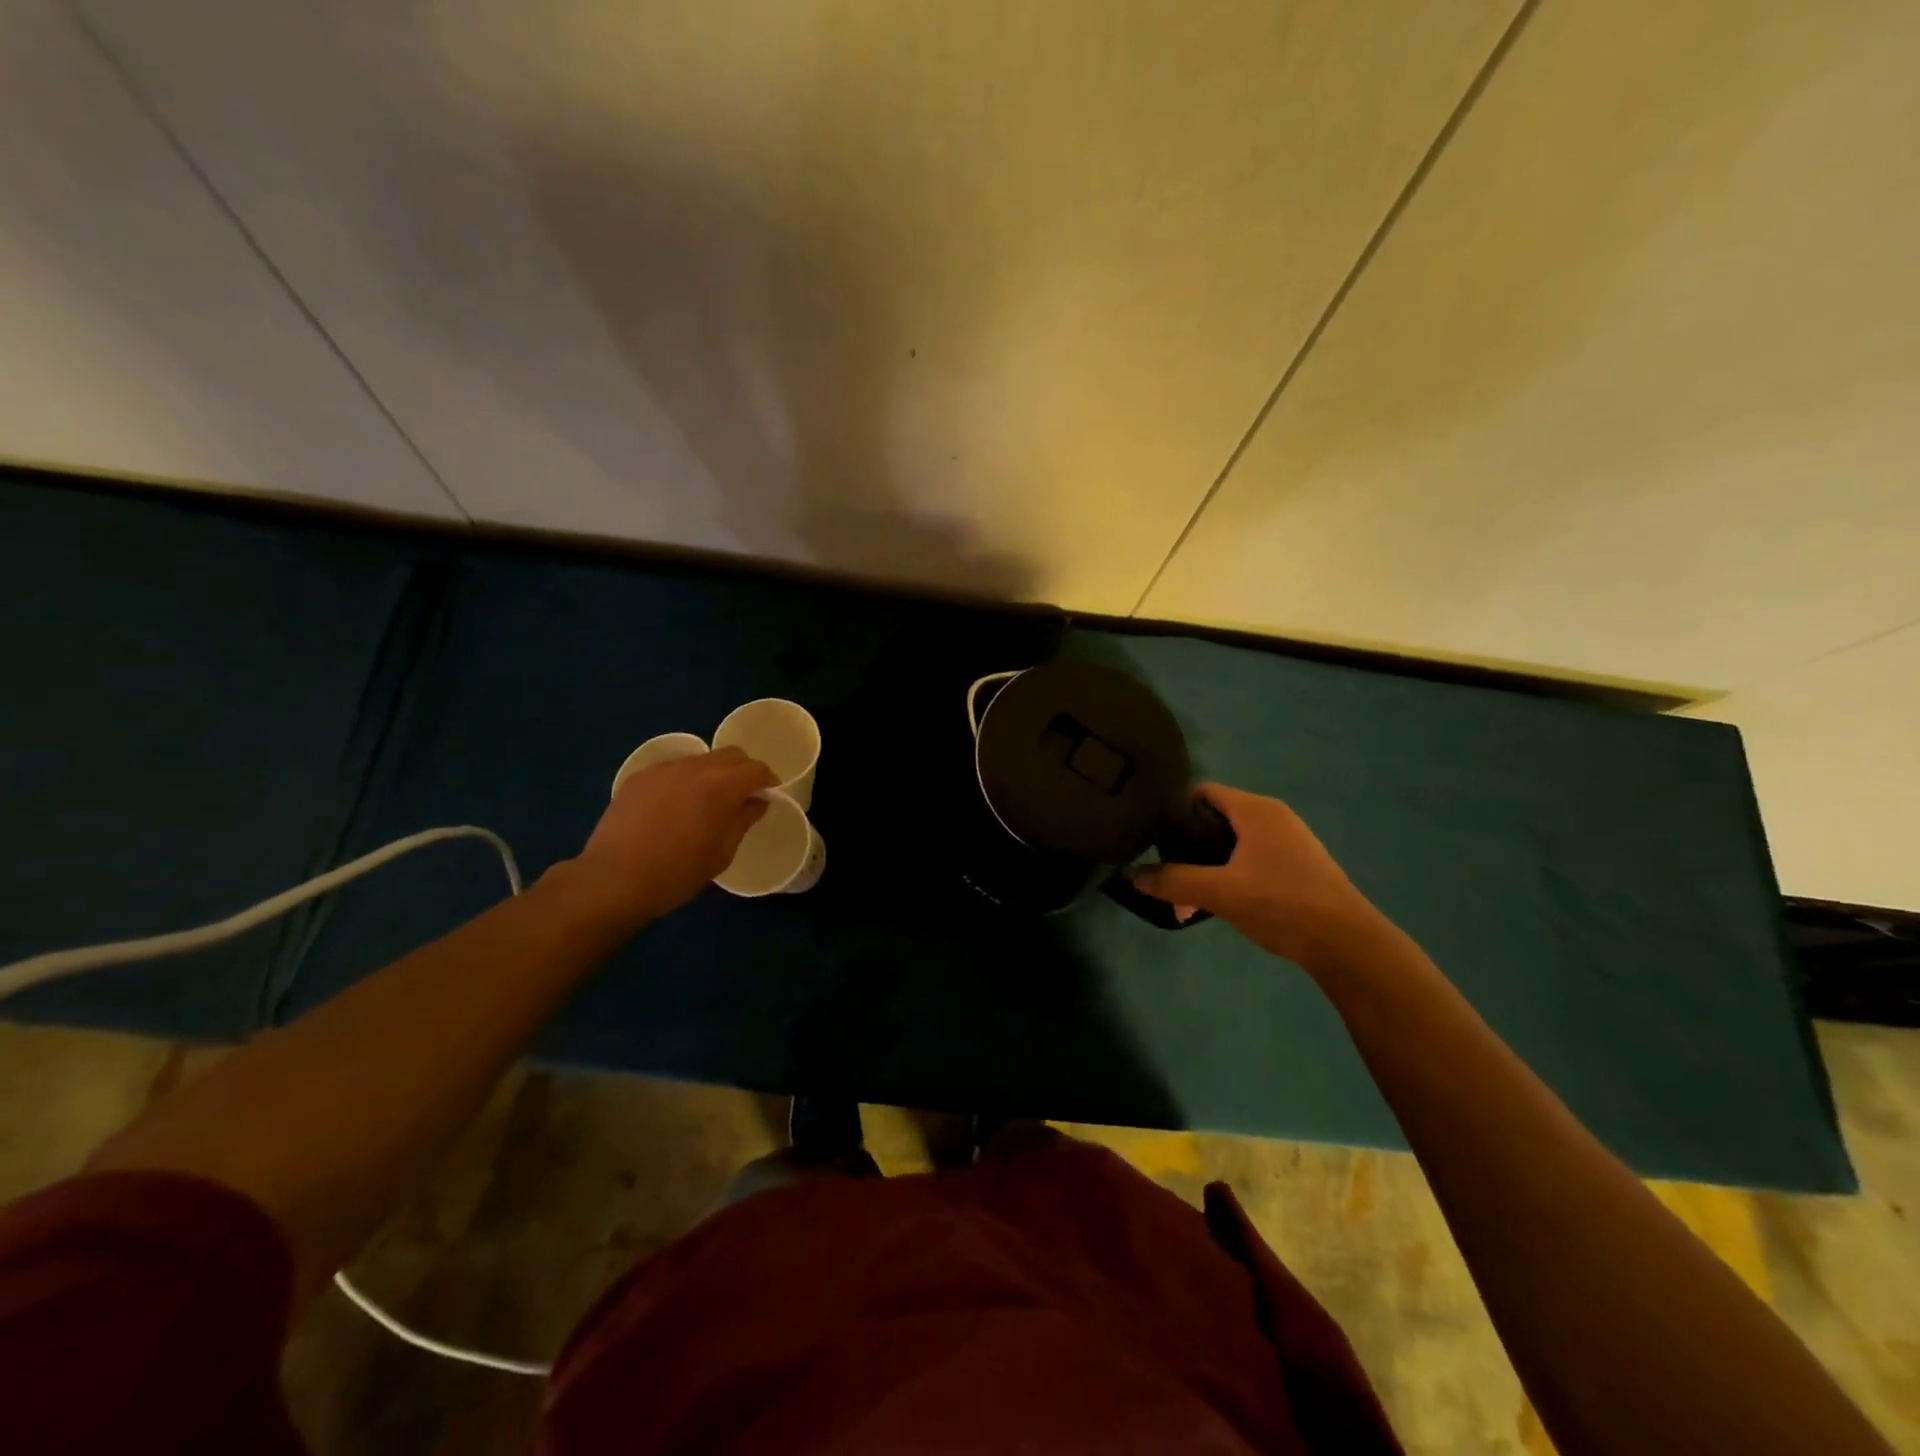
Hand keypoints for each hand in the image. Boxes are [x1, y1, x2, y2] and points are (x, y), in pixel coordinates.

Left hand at [567, 748, 776, 928]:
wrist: (613, 880)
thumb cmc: (676, 873)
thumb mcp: (722, 853)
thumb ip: (743, 821)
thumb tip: (756, 802)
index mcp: (721, 786)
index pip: (755, 769)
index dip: (768, 779)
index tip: (769, 794)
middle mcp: (694, 768)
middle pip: (730, 754)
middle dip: (743, 770)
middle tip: (743, 794)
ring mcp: (663, 769)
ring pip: (700, 759)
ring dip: (713, 773)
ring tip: (706, 800)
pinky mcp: (639, 777)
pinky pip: (673, 769)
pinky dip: (684, 779)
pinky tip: (675, 805)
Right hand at [1132, 784, 1391, 976]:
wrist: (1347, 944)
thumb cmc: (1281, 904)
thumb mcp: (1220, 892)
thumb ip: (1173, 881)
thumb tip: (1131, 874)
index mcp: (1255, 810)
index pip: (1203, 792)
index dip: (1175, 809)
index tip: (1152, 835)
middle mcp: (1273, 816)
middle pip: (1215, 818)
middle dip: (1187, 846)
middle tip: (1167, 872)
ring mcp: (1288, 840)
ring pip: (1232, 843)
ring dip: (1207, 866)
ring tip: (1187, 899)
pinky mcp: (1297, 865)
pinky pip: (1251, 859)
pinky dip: (1230, 875)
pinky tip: (1219, 903)